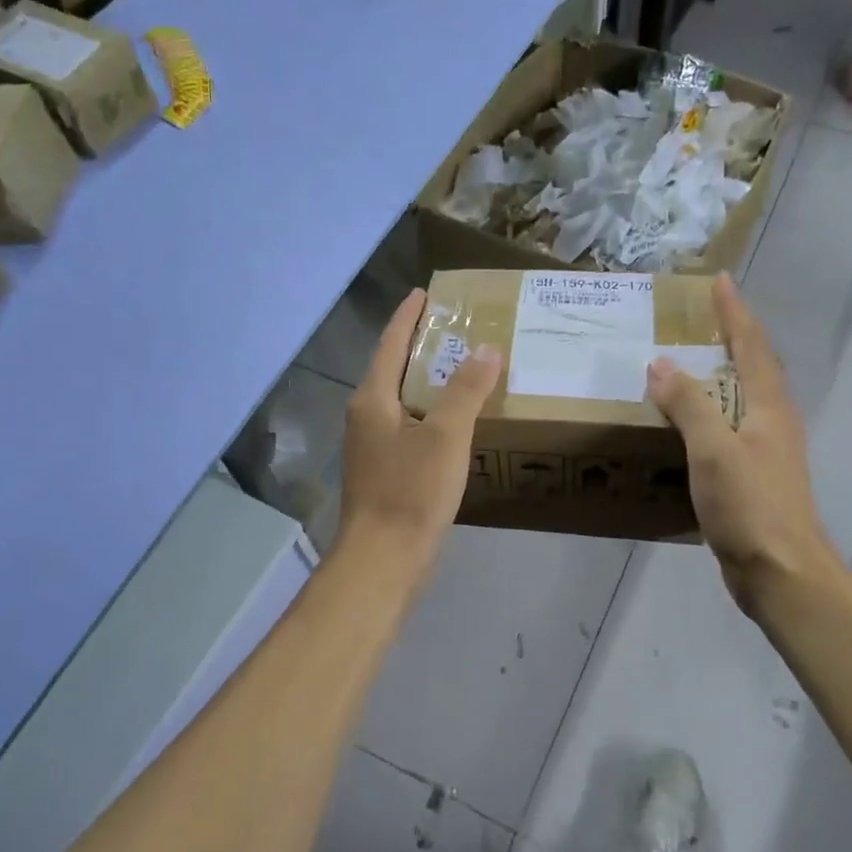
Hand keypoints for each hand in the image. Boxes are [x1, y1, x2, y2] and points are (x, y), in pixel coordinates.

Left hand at [339, 290, 501, 570]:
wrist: (384, 559)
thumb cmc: (411, 491)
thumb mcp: (445, 436)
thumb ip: (466, 390)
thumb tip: (486, 349)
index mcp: (372, 399)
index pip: (390, 342)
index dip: (408, 315)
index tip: (424, 292)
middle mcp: (365, 416)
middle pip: (394, 369)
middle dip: (421, 346)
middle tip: (457, 328)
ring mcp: (372, 446)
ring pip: (402, 400)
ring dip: (428, 382)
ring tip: (463, 368)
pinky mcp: (385, 471)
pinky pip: (409, 427)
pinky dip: (431, 414)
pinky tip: (455, 422)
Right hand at [646, 275, 839, 615]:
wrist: (783, 574)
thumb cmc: (751, 507)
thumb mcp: (714, 450)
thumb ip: (688, 405)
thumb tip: (660, 364)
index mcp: (769, 407)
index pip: (751, 345)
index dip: (734, 313)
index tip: (719, 281)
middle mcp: (773, 422)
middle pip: (754, 367)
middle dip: (731, 337)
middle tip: (699, 318)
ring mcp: (766, 452)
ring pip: (742, 399)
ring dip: (719, 375)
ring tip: (686, 364)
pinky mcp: (754, 479)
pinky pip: (728, 430)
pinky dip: (708, 414)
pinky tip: (687, 426)